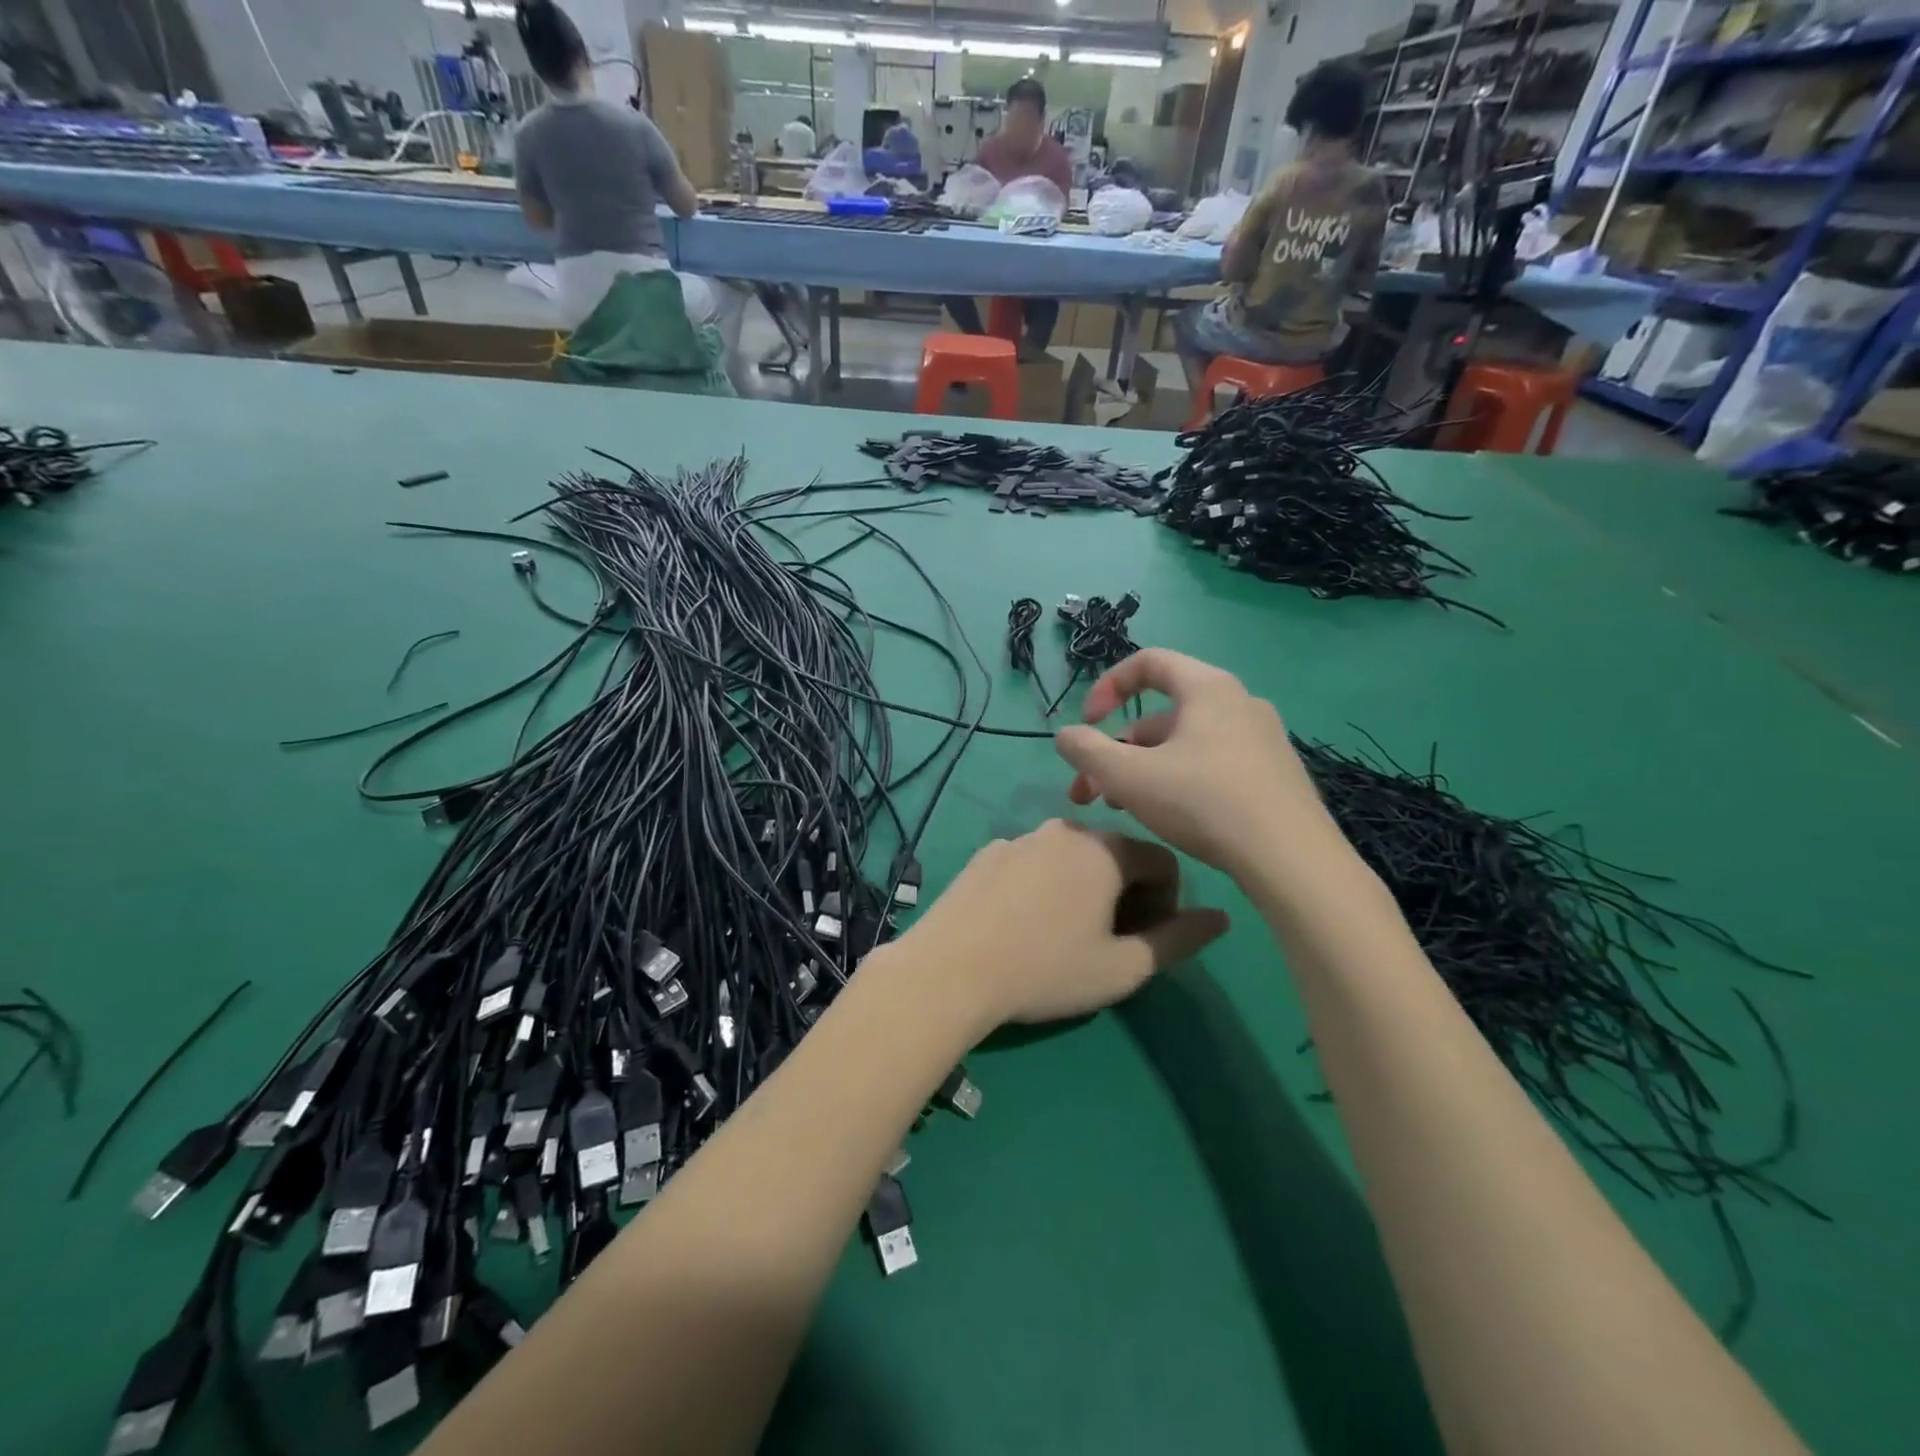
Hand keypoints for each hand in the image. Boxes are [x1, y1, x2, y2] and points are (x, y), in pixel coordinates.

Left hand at [893, 820, 1226, 1026]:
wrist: (951, 969)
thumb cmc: (1047, 970)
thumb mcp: (1124, 967)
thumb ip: (1180, 939)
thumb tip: (1221, 918)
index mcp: (1105, 849)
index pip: (1163, 862)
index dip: (1167, 904)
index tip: (1146, 941)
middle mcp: (1065, 828)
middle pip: (1116, 855)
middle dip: (1127, 895)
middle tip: (1109, 943)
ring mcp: (1021, 837)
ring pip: (1072, 858)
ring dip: (1084, 889)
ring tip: (1064, 936)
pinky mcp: (987, 852)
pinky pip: (1033, 863)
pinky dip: (1043, 885)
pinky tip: (1023, 925)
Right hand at [1054, 649, 1336, 883]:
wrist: (1291, 859)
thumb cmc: (1204, 802)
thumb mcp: (1130, 777)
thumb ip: (1087, 751)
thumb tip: (1065, 735)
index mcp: (1208, 688)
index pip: (1149, 663)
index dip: (1107, 687)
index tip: (1087, 724)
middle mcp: (1239, 703)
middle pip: (1161, 714)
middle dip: (1117, 749)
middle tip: (1090, 790)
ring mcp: (1262, 740)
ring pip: (1184, 744)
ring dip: (1142, 769)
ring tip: (1119, 809)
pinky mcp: (1273, 775)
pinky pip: (1211, 763)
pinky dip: (1177, 779)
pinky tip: (1165, 817)